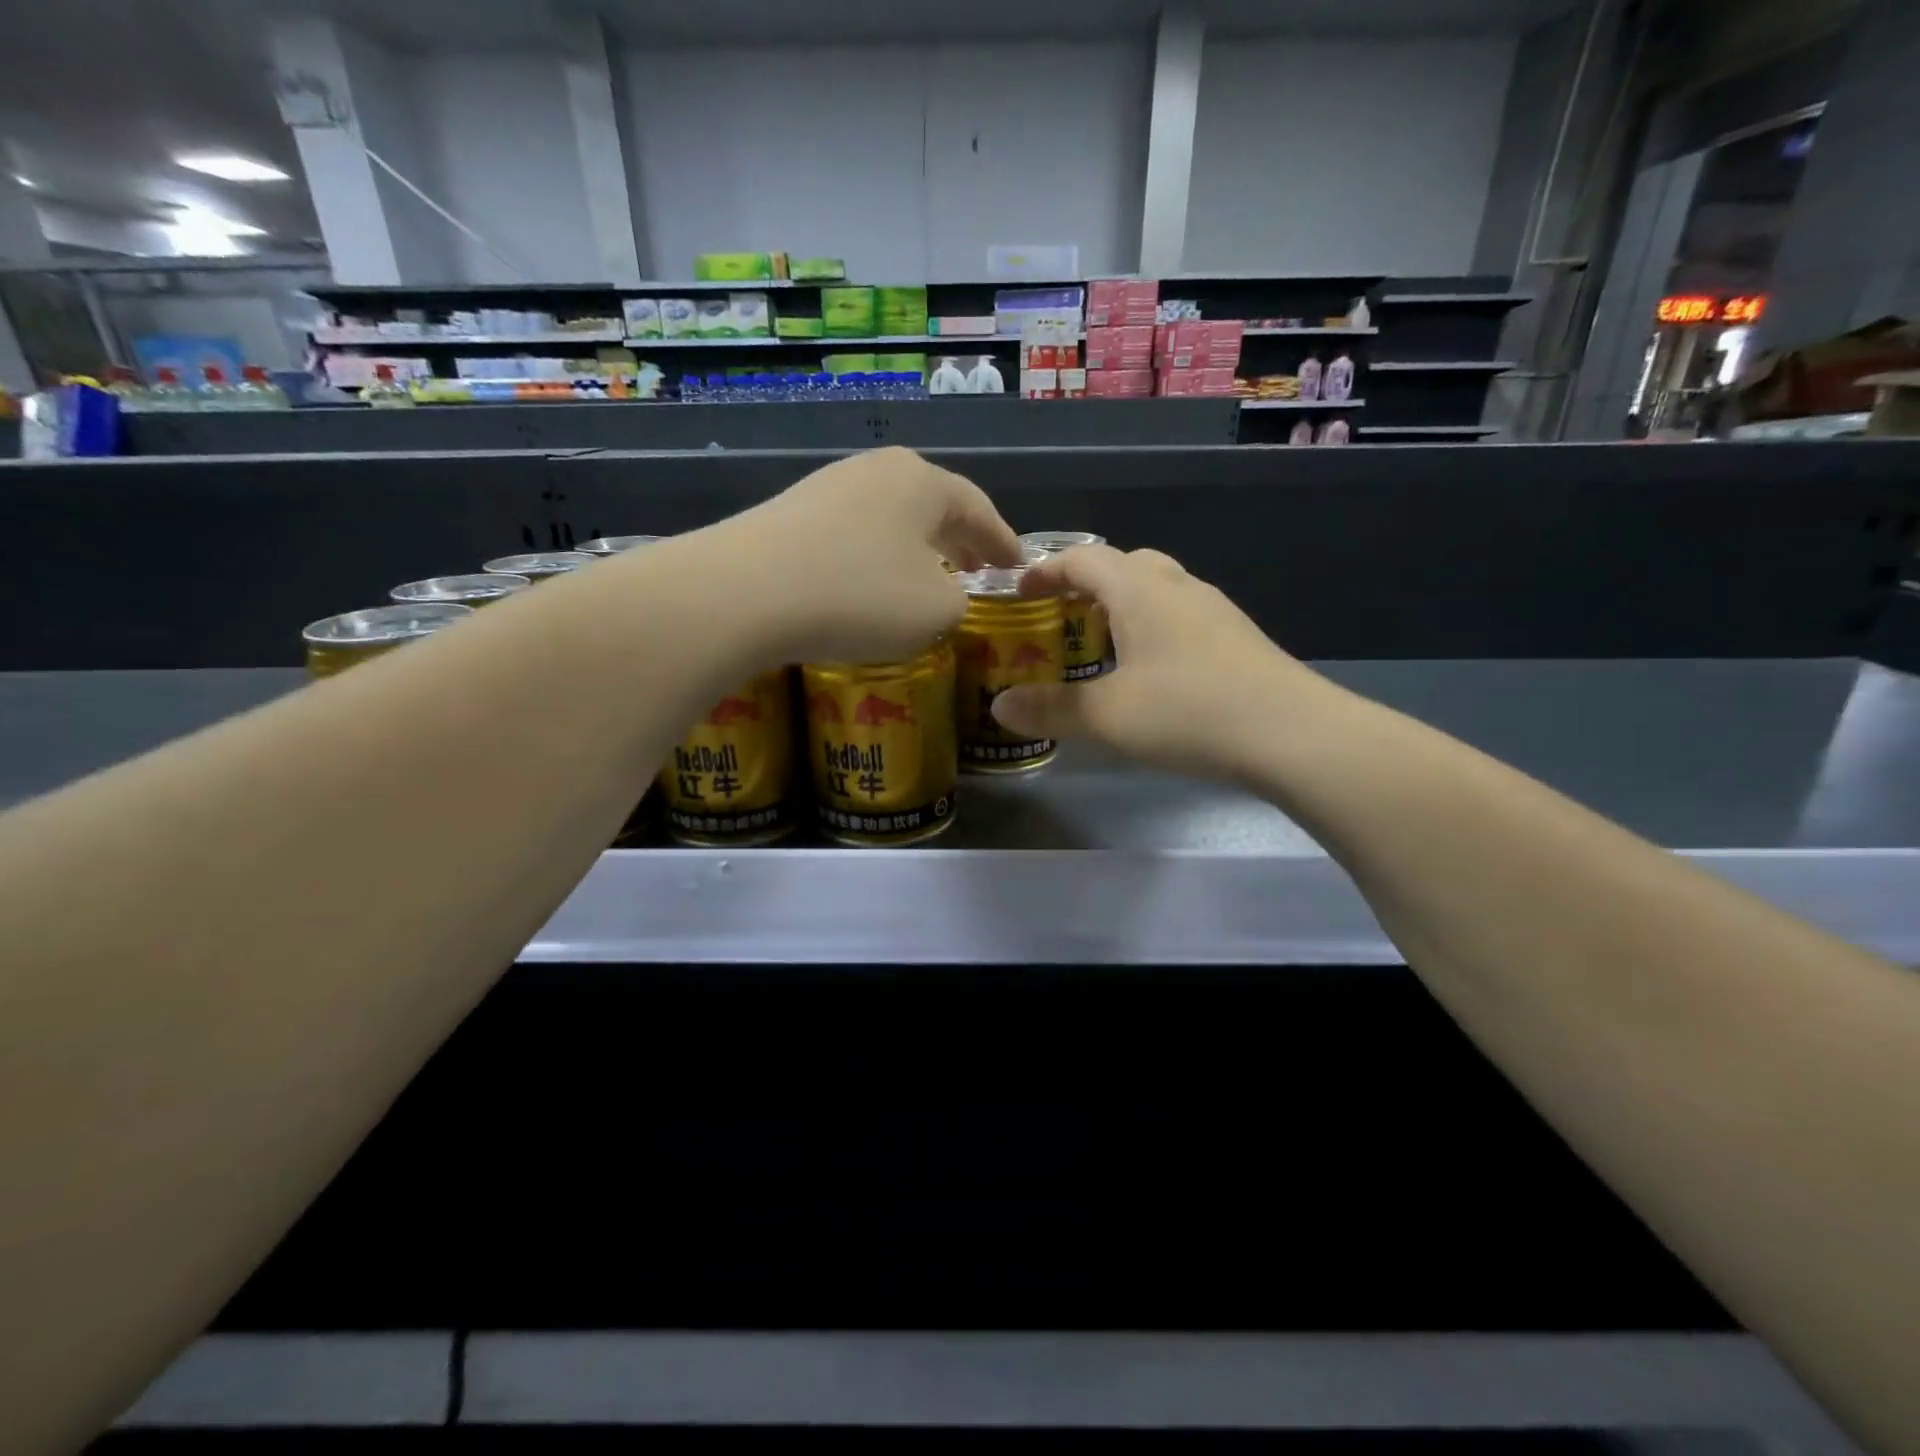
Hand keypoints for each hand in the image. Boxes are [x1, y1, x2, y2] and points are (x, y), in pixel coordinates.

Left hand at [709, 448, 1024, 663]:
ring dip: (915, 548)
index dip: (1002, 541)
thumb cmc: (860, 596)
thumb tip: (942, 593)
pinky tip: (871, 584)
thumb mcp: (936, 610)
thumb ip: (958, 600)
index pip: (977, 509)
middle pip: (932, 505)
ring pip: (890, 519)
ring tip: (928, 576)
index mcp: (921, 482)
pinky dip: (875, 558)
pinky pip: (853, 535)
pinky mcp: (790, 515)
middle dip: (959, 539)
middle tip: (977, 568)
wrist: (744, 594)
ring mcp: (827, 488)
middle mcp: (875, 471)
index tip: (1018, 564)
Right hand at [991, 545, 1331, 780]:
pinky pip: (1181, 615)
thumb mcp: (1107, 716)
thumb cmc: (1188, 712)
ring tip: (1101, 644)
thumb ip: (1050, 708)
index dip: (1046, 570)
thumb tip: (999, 707)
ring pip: (1158, 589)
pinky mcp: (1237, 637)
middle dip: (1086, 584)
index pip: (1083, 559)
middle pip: (1124, 565)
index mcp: (1139, 590)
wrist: (1292, 733)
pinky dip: (1153, 627)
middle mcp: (1177, 586)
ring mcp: (1214, 610)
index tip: (1020, 590)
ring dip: (1123, 605)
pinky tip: (1152, 670)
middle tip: (1061, 617)